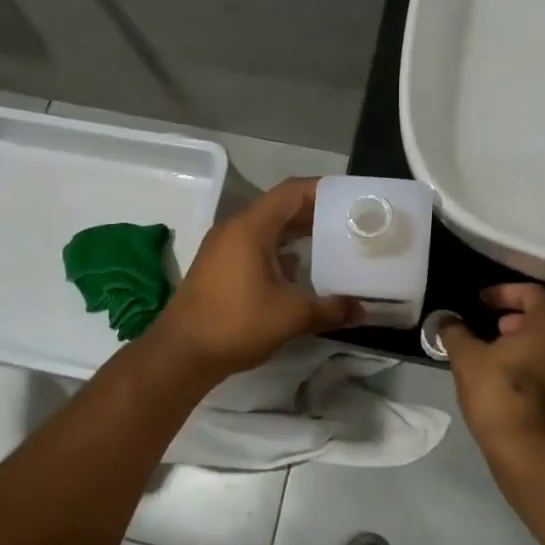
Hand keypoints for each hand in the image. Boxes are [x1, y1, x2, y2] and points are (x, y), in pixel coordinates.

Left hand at [153, 177, 360, 379]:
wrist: (181, 353)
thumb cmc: (236, 323)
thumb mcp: (291, 315)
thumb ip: (331, 308)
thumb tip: (363, 310)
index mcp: (251, 227)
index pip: (292, 192)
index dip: (323, 190)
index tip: (352, 199)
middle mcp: (235, 228)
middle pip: (280, 207)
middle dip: (316, 213)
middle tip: (351, 222)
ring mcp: (224, 247)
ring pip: (268, 228)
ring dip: (298, 233)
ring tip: (333, 242)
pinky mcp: (220, 267)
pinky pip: (256, 246)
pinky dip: (281, 251)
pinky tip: (303, 270)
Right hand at [440, 284, 544, 453]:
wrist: (536, 454)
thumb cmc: (501, 394)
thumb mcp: (467, 359)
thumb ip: (455, 333)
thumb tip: (446, 320)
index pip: (531, 292)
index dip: (503, 293)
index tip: (480, 302)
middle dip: (517, 319)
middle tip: (491, 327)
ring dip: (525, 345)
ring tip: (495, 356)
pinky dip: (533, 367)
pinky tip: (507, 382)